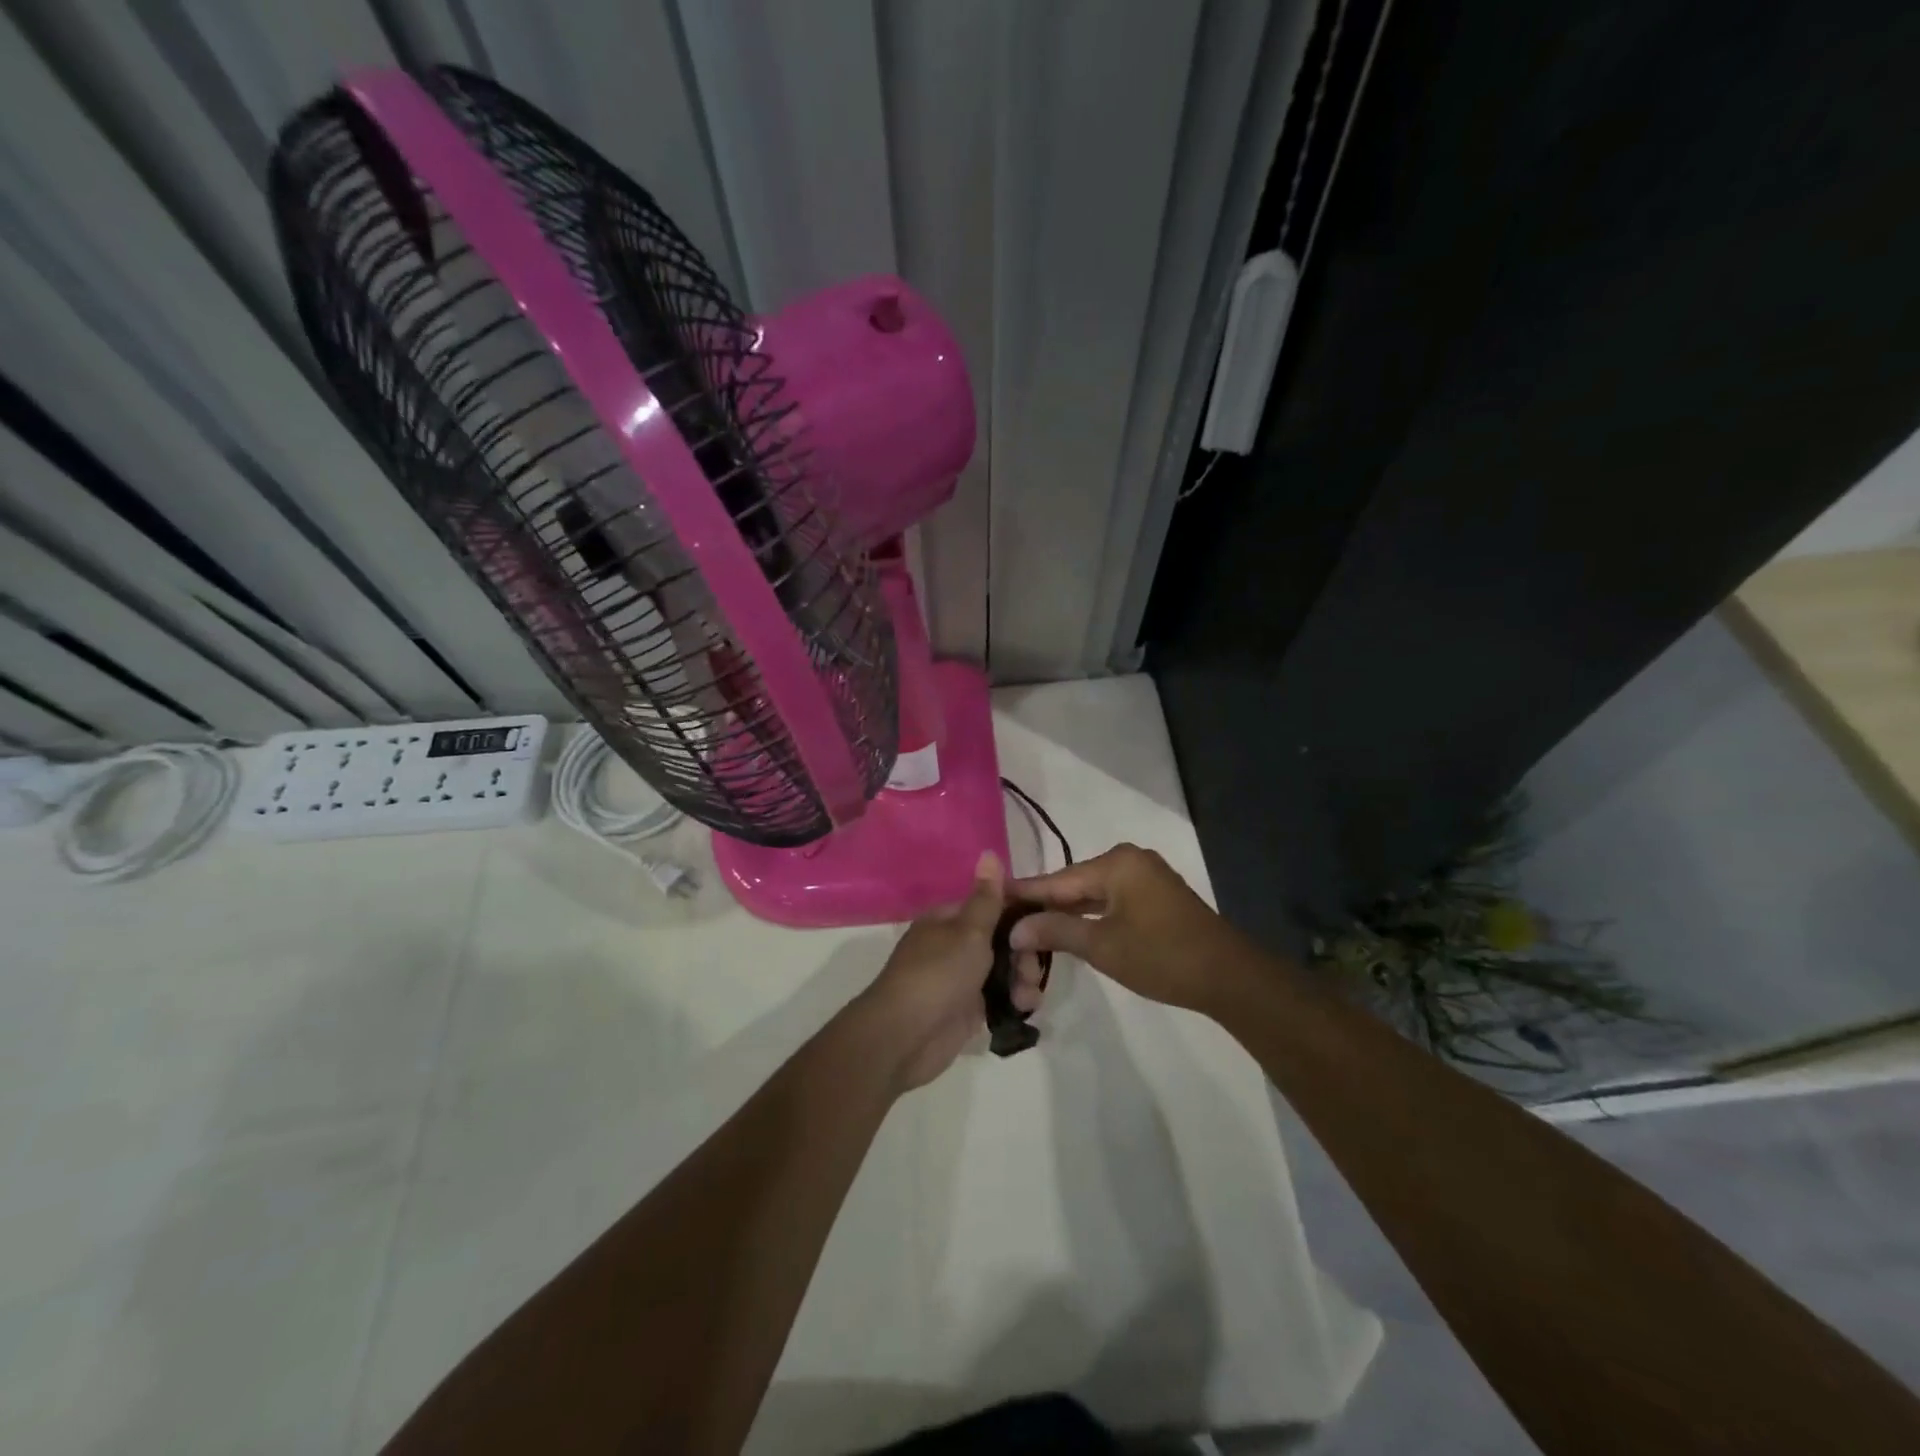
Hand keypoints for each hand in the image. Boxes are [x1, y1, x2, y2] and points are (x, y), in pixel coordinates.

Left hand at [851, 853, 1045, 1091]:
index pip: (992, 905)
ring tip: (1027, 998)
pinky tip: (1025, 1009)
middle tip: (1031, 971)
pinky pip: (999, 998)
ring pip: (1004, 970)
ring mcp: (961, 979)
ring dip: (1023, 980)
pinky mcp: (967, 1010)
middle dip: (1024, 954)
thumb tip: (988, 851)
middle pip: (1003, 940)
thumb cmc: (938, 973)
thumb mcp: (968, 931)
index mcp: (949, 919)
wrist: (905, 1036)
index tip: (1046, 923)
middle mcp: (954, 944)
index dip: (1021, 913)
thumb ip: (987, 897)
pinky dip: (1014, 1001)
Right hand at [1010, 844, 1244, 1012]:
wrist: (1229, 977)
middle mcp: (1129, 859)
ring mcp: (1145, 876)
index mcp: (1116, 863)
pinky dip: (1089, 914)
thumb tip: (1015, 929)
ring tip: (1029, 928)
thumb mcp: (1103, 945)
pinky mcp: (1155, 895)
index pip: (1056, 879)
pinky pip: (1110, 899)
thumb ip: (1056, 931)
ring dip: (1066, 912)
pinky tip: (1068, 929)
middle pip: (1073, 883)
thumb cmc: (1162, 957)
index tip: (990, 898)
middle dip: (1043, 906)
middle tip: (1007, 922)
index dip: (1023, 893)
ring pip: (1092, 892)